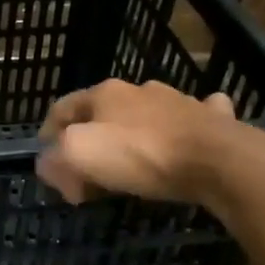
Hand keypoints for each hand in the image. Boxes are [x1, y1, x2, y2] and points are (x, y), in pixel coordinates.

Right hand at [36, 80, 264, 218]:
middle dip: (90, 139)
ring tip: (129, 164)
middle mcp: (140, 90)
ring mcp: (179, 102)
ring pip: (146, 114)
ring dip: (133, 134)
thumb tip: (48, 166)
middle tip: (85, 174)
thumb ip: (55, 159)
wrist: (218, 160)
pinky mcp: (211, 120)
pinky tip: (185, 141)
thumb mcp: (80, 155)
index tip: (47, 162)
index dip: (47, 134)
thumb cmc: (141, 155)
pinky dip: (182, 130)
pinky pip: (191, 120)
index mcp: (104, 94)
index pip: (62, 108)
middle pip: (103, 113)